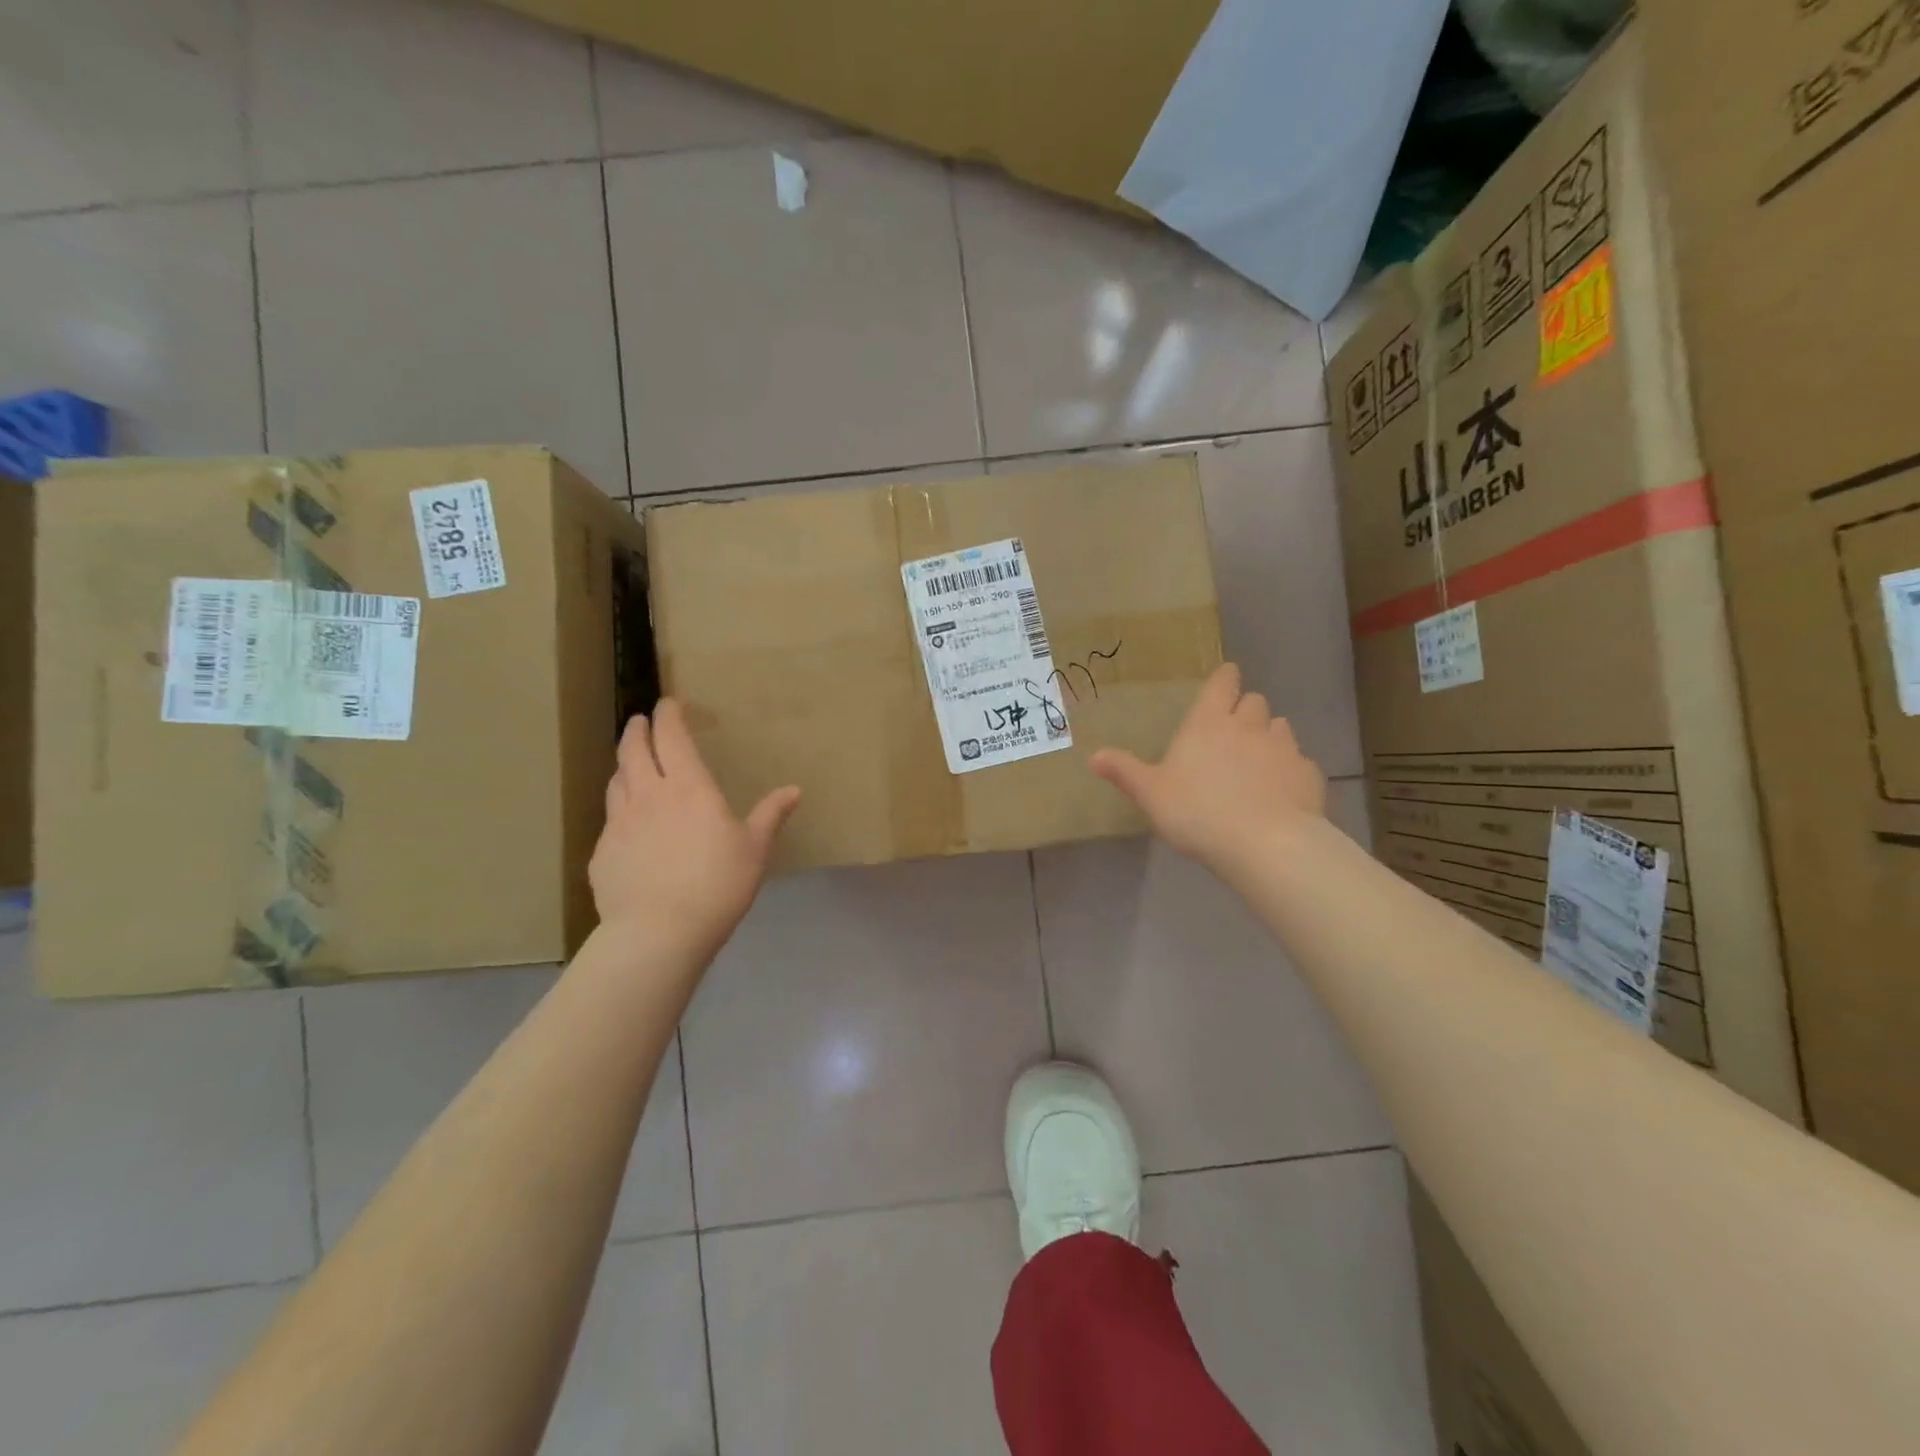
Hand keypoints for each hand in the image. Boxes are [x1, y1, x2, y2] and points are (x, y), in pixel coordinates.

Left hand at [589, 699, 800, 959]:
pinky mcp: (602, 853)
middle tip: (640, 721)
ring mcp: (619, 823)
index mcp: (688, 787)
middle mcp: (648, 795)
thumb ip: (770, 815)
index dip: (669, 715)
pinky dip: (619, 808)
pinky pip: (610, 819)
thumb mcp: (754, 848)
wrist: (659, 931)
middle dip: (637, 730)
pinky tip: (628, 824)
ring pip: (616, 781)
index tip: (668, 703)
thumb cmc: (717, 884)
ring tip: (630, 764)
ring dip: (624, 765)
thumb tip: (794, 790)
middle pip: (634, 751)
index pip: (672, 737)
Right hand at [1091, 663, 1325, 872]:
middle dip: (1245, 710)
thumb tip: (1093, 755)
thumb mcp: (1150, 794)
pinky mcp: (1309, 775)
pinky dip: (1291, 770)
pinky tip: (1282, 790)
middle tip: (1234, 730)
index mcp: (1208, 723)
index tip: (1226, 680)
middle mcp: (1248, 726)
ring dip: (1269, 736)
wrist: (1264, 844)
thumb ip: (1125, 771)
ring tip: (1259, 759)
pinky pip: (1300, 763)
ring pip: (1280, 727)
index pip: (1222, 683)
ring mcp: (1284, 749)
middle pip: (1254, 702)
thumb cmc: (1197, 812)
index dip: (1225, 679)